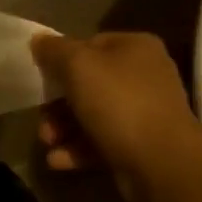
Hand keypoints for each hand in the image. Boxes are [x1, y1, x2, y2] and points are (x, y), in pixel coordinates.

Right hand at [31, 32, 201, 201]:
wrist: (162, 161)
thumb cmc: (120, 104)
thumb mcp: (79, 67)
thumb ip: (55, 51)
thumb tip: (38, 40)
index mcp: (135, 47)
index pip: (90, 45)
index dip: (61, 60)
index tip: (41, 80)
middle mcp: (143, 76)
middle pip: (87, 85)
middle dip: (57, 104)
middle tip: (41, 120)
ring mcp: (143, 113)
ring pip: (91, 116)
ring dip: (63, 130)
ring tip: (47, 143)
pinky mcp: (138, 146)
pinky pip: (100, 143)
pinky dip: (77, 150)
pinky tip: (57, 161)